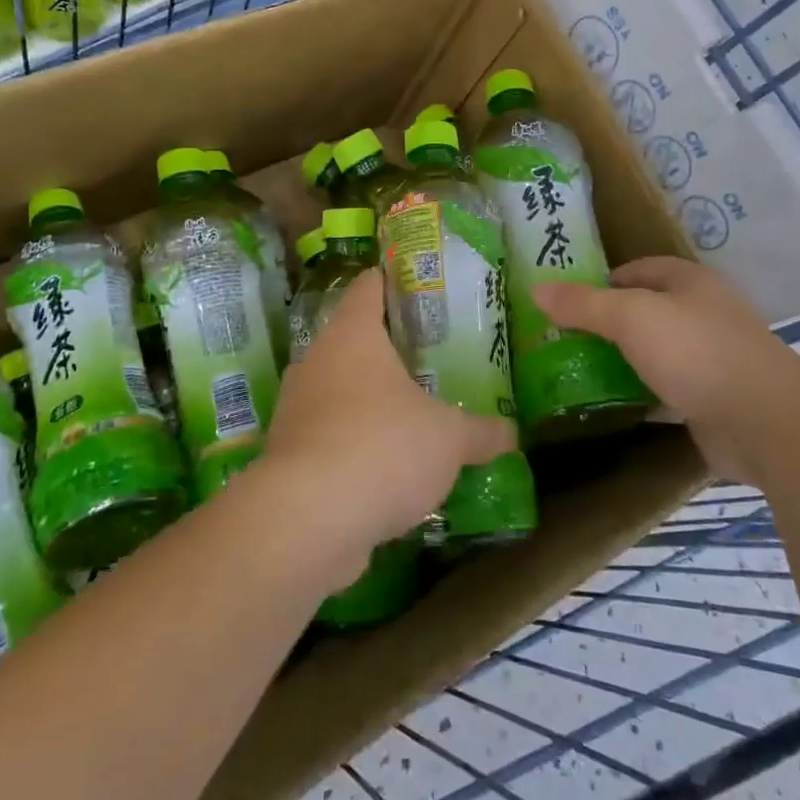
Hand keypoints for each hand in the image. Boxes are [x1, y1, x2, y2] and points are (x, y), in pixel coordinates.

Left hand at [261, 269, 514, 572]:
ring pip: (338, 390)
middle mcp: (316, 362)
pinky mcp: (288, 455)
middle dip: (387, 348)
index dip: (390, 280)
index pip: (368, 287)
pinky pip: (328, 435)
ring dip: (368, 400)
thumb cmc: (383, 446)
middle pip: (351, 339)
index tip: (415, 283)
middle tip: (428, 356)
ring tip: (409, 412)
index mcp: (352, 335)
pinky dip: (353, 443)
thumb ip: (481, 432)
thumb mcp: (449, 438)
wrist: (308, 519)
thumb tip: (511, 433)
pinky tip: (384, 466)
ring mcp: (296, 408)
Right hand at [534, 257, 799, 482]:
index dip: (601, 281)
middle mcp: (702, 313)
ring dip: (623, 360)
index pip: (637, 270)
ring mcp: (710, 357)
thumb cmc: (695, 351)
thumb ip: (583, 304)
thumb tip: (537, 289)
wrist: (765, 422)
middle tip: (564, 339)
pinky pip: (666, 389)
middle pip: (645, 311)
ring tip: (577, 370)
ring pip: (655, 352)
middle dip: (607, 323)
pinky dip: (641, 394)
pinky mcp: (712, 398)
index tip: (566, 302)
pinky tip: (611, 404)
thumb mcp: (630, 317)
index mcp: (689, 282)